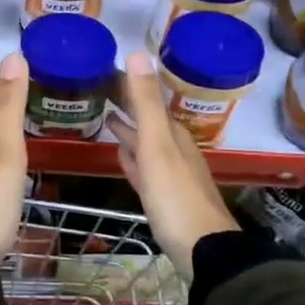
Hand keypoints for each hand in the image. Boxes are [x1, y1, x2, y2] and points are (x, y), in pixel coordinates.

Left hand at [0, 53, 29, 260]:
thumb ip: (9, 105)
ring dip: (4, 132)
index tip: (21, 64)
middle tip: (26, 90)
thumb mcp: (5, 146)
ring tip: (22, 124)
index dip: (8, 84)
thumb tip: (13, 55)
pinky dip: (5, 158)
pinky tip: (12, 167)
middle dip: (5, 106)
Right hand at [107, 52, 235, 273]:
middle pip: (149, 122)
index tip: (106, 72)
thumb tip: (138, 53)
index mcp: (174, 135)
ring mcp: (171, 176)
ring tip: (107, 120)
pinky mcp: (164, 199)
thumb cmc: (175, 196)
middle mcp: (175, 151)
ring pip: (147, 145)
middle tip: (101, 92)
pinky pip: (145, 170)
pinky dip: (132, 160)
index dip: (130, 86)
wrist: (203, 251)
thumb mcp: (157, 145)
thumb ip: (147, 102)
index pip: (149, 101)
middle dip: (129, 107)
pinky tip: (122, 158)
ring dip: (130, 132)